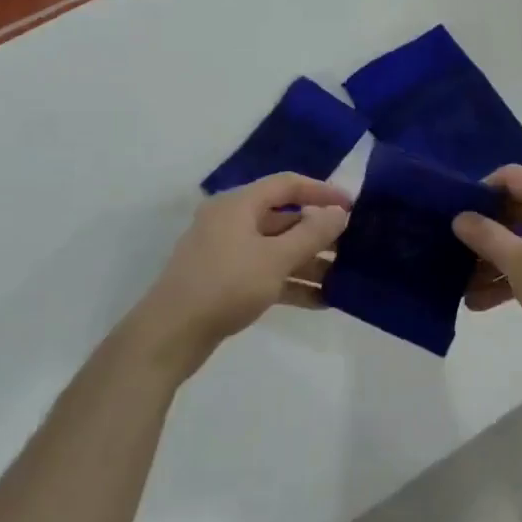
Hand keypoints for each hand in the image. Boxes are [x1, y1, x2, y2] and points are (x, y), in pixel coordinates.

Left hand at [129, 173, 350, 375]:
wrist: (170, 336)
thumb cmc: (225, 285)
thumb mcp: (275, 259)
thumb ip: (311, 234)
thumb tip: (338, 213)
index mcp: (238, 204)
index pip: (287, 185)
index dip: (321, 191)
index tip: (352, 206)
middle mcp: (231, 221)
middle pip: (283, 218)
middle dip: (318, 233)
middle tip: (352, 246)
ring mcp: (226, 252)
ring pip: (276, 249)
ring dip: (308, 262)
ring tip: (342, 278)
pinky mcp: (224, 281)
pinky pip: (265, 272)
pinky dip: (290, 283)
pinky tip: (320, 301)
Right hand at [452, 166, 521, 355]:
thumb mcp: (519, 262)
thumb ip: (486, 236)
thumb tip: (461, 217)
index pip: (510, 176)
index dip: (480, 192)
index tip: (457, 216)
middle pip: (517, 209)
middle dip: (485, 234)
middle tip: (456, 255)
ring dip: (498, 261)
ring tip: (466, 290)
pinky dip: (519, 274)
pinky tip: (487, 302)